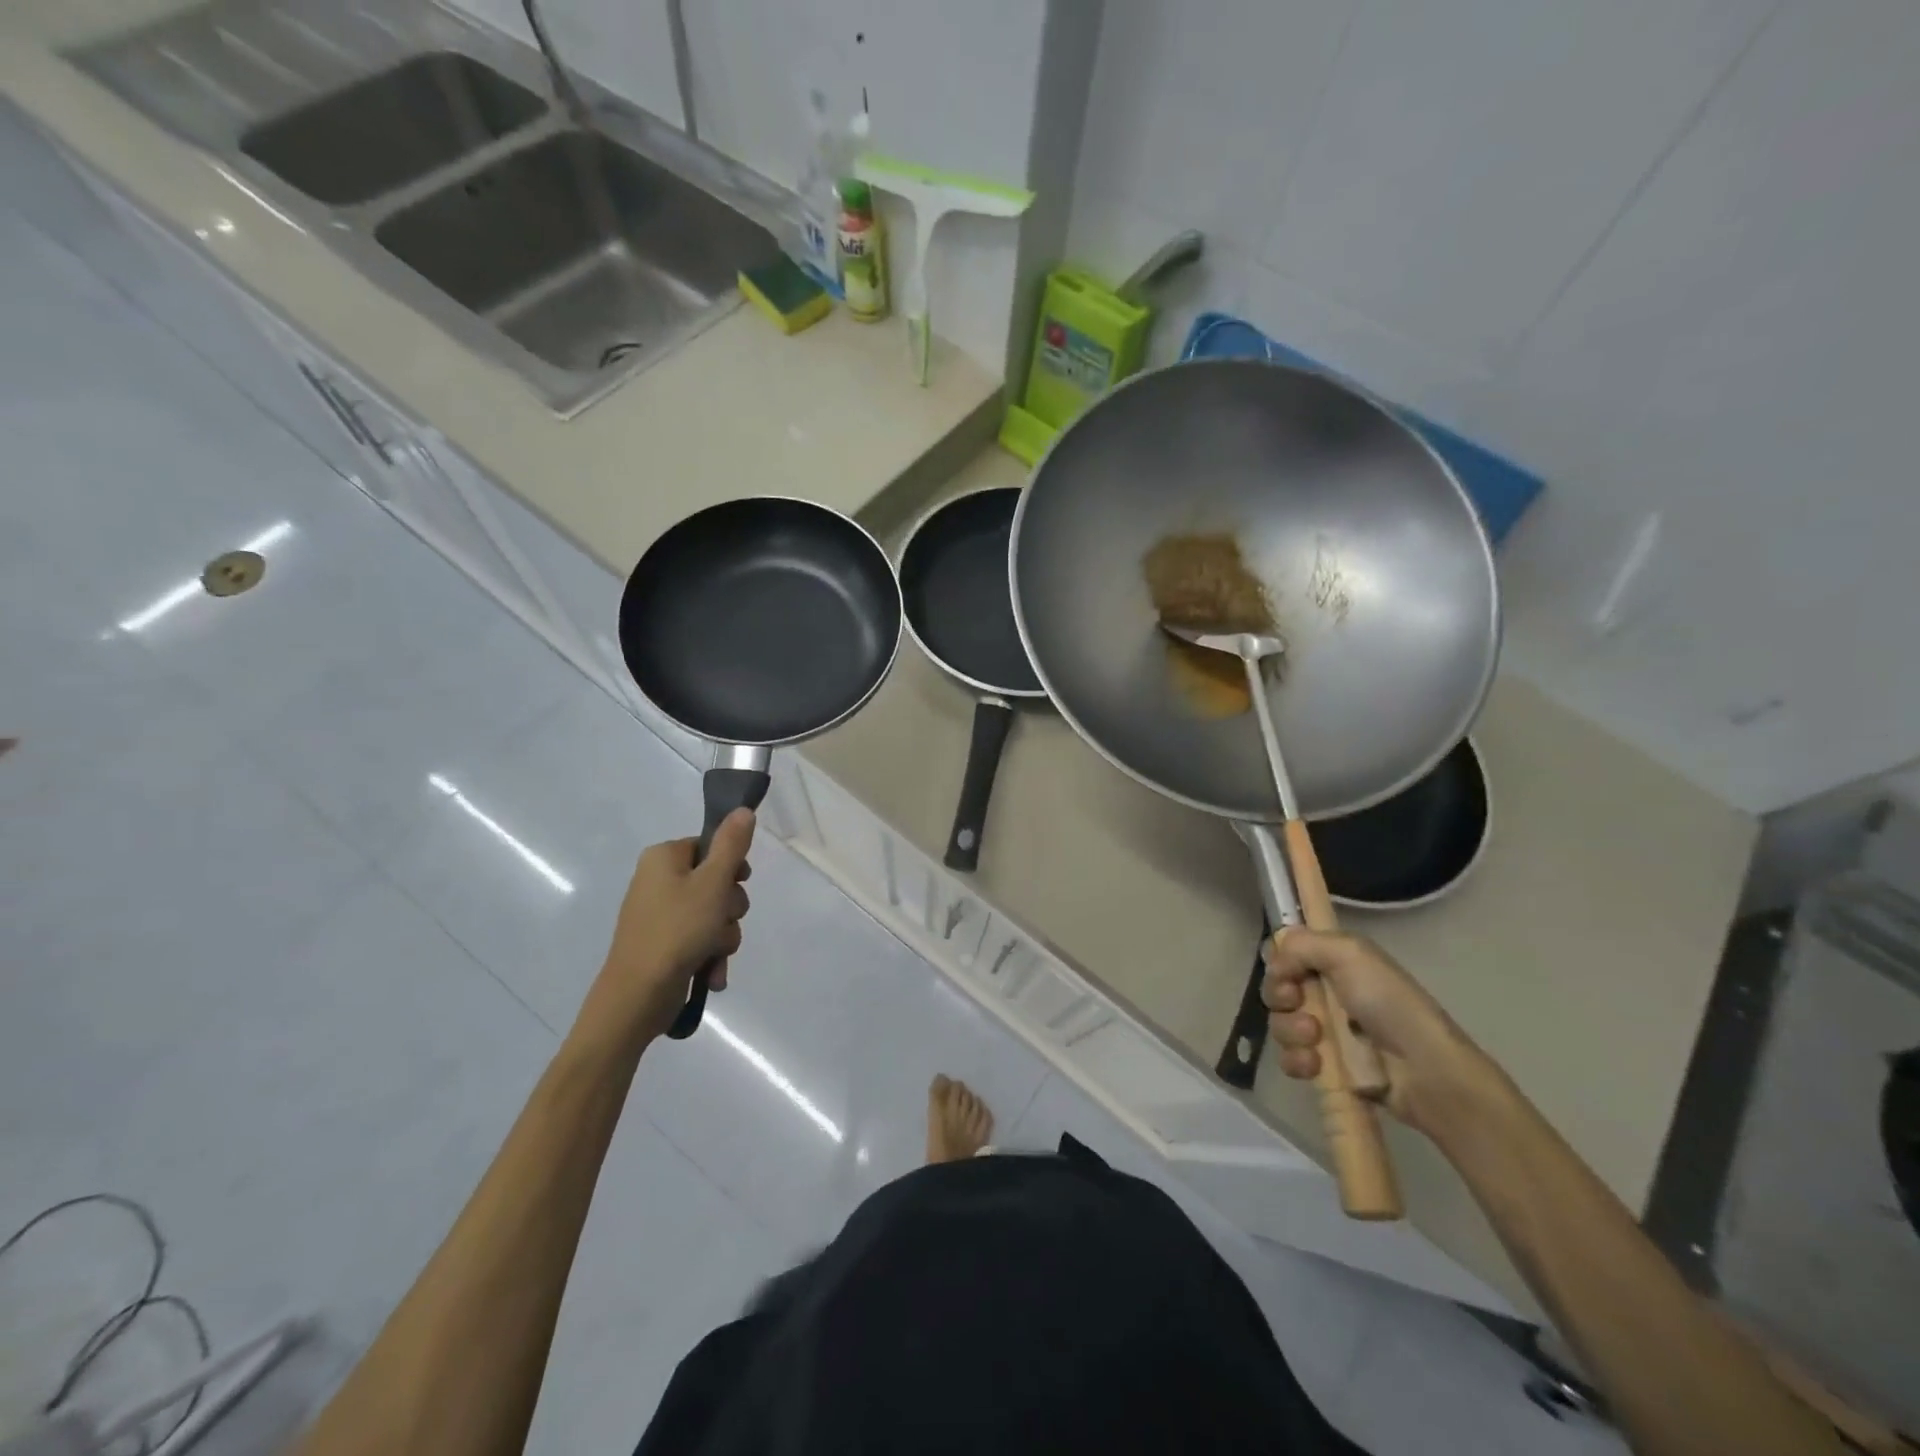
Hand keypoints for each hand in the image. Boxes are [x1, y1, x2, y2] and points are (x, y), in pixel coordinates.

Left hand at [573, 809, 755, 1052]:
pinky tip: (710, 974)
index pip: (711, 846)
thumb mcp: (713, 883)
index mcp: (664, 857)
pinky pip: (700, 940)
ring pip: (713, 914)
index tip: (738, 884)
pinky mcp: (663, 944)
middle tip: (722, 922)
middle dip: (729, 909)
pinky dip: (709, 955)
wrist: (637, 996)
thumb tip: (743, 809)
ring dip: (723, 936)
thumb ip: (732, 845)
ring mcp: (659, 914)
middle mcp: (658, 880)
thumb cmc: (677, 930)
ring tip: (713, 954)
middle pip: (716, 882)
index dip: (731, 867)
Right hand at [1262, 929, 1495, 1136]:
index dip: (1279, 961)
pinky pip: (1289, 1059)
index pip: (1286, 953)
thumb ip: (1303, 944)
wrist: (1425, 1072)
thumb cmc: (1389, 1004)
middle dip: (1281, 997)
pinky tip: (1316, 1065)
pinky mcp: (1325, 1067)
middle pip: (1277, 988)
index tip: (1288, 972)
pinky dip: (1297, 1060)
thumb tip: (1275, 961)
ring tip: (1317, 1040)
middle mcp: (1327, 992)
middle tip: (1300, 1003)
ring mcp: (1326, 1032)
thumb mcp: (1350, 954)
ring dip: (1291, 1031)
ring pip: (1280, 1024)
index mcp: (1335, 961)